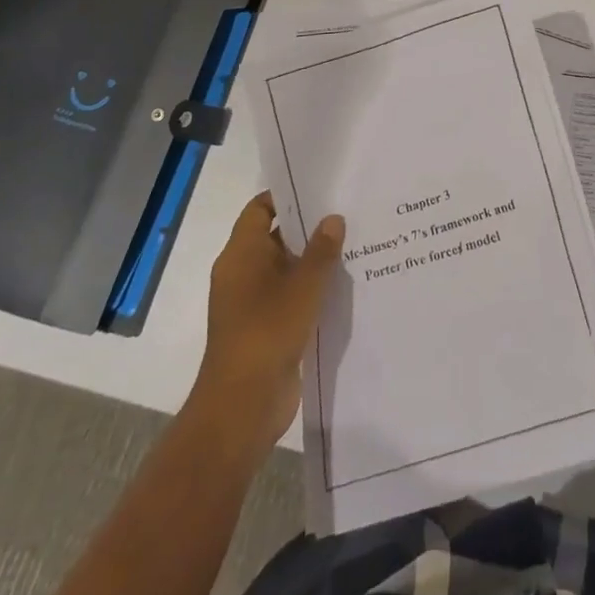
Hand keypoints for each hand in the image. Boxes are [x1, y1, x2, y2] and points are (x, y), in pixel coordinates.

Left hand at [192, 193, 343, 451]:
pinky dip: (310, 290)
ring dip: (313, 261)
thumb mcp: (303, 285)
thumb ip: (321, 250)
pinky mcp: (264, 328)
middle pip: (275, 237)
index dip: (286, 196)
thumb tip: (333, 218)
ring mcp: (251, 303)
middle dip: (308, 227)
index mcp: (241, 254)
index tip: (320, 188)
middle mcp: (242, 273)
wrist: (242, 406)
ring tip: (353, 244)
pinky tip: (343, 285)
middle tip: (347, 212)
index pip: (260, 210)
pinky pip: (289, 297)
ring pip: (285, 269)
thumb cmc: (267, 332)